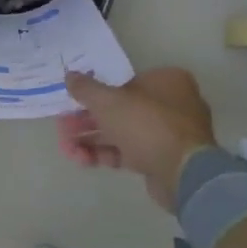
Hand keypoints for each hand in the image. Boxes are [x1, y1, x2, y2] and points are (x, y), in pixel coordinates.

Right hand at [58, 67, 217, 211]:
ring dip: (92, 139)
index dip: (95, 93)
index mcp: (166, 81)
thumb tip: (69, 75)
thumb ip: (86, 88)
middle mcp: (171, 104)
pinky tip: (84, 160)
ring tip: (68, 148)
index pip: (124, 81)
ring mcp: (168, 134)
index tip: (73, 103)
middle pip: (120, 109)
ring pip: (123, 132)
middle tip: (64, 129)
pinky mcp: (162, 159)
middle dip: (87, 121)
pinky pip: (130, 152)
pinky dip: (107, 154)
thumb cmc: (146, 124)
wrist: (182, 172)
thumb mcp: (108, 101)